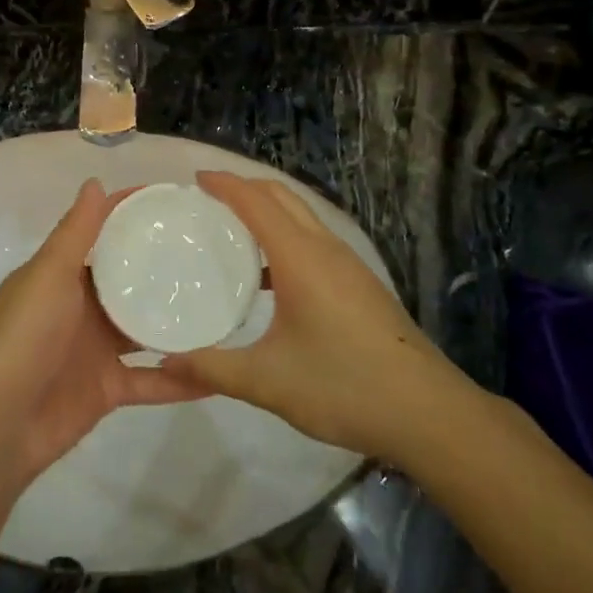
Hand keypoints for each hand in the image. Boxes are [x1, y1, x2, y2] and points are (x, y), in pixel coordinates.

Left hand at [0, 180, 198, 481]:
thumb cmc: (24, 337)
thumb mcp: (49, 274)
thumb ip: (75, 232)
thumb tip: (96, 181)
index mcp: (61, 275)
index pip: (101, 233)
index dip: (132, 214)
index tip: (177, 202)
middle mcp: (80, 307)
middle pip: (128, 279)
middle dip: (162, 265)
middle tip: (212, 249)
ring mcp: (94, 349)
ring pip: (144, 328)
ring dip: (176, 319)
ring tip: (223, 303)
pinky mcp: (107, 389)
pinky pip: (150, 380)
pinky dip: (180, 380)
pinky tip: (218, 373)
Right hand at [168, 172, 466, 460]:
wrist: (427, 412)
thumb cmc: (343, 386)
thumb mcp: (267, 381)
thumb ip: (212, 368)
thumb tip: (165, 362)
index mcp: (301, 257)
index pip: (256, 202)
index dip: (225, 185)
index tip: (194, 181)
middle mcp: (326, 249)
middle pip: (282, 197)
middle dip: (245, 188)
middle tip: (207, 201)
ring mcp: (349, 265)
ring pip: (302, 217)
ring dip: (268, 211)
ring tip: (232, 232)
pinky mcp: (360, 284)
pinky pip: (314, 240)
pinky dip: (285, 236)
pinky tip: (270, 277)